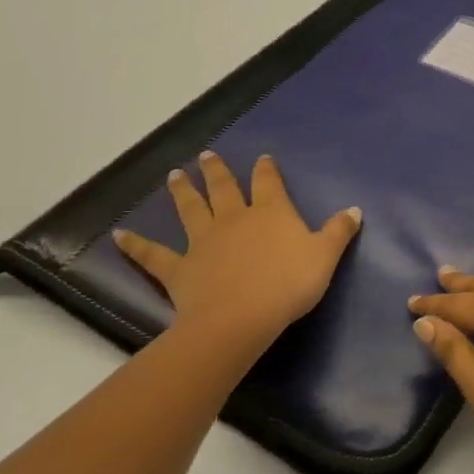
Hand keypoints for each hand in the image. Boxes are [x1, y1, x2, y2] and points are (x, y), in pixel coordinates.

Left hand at [114, 152, 359, 344]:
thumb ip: (339, 232)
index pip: (269, 183)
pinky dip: (136, 245)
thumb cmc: (288, 285)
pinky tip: (118, 235)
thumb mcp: (325, 257)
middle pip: (225, 189)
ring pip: (191, 210)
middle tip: (207, 155)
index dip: (266, 170)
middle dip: (218, 171)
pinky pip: (154, 255)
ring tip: (174, 175)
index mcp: (271, 212)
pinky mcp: (179, 268)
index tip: (262, 158)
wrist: (241, 318)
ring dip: (182, 192)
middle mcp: (235, 218)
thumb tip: (355, 209)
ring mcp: (204, 241)